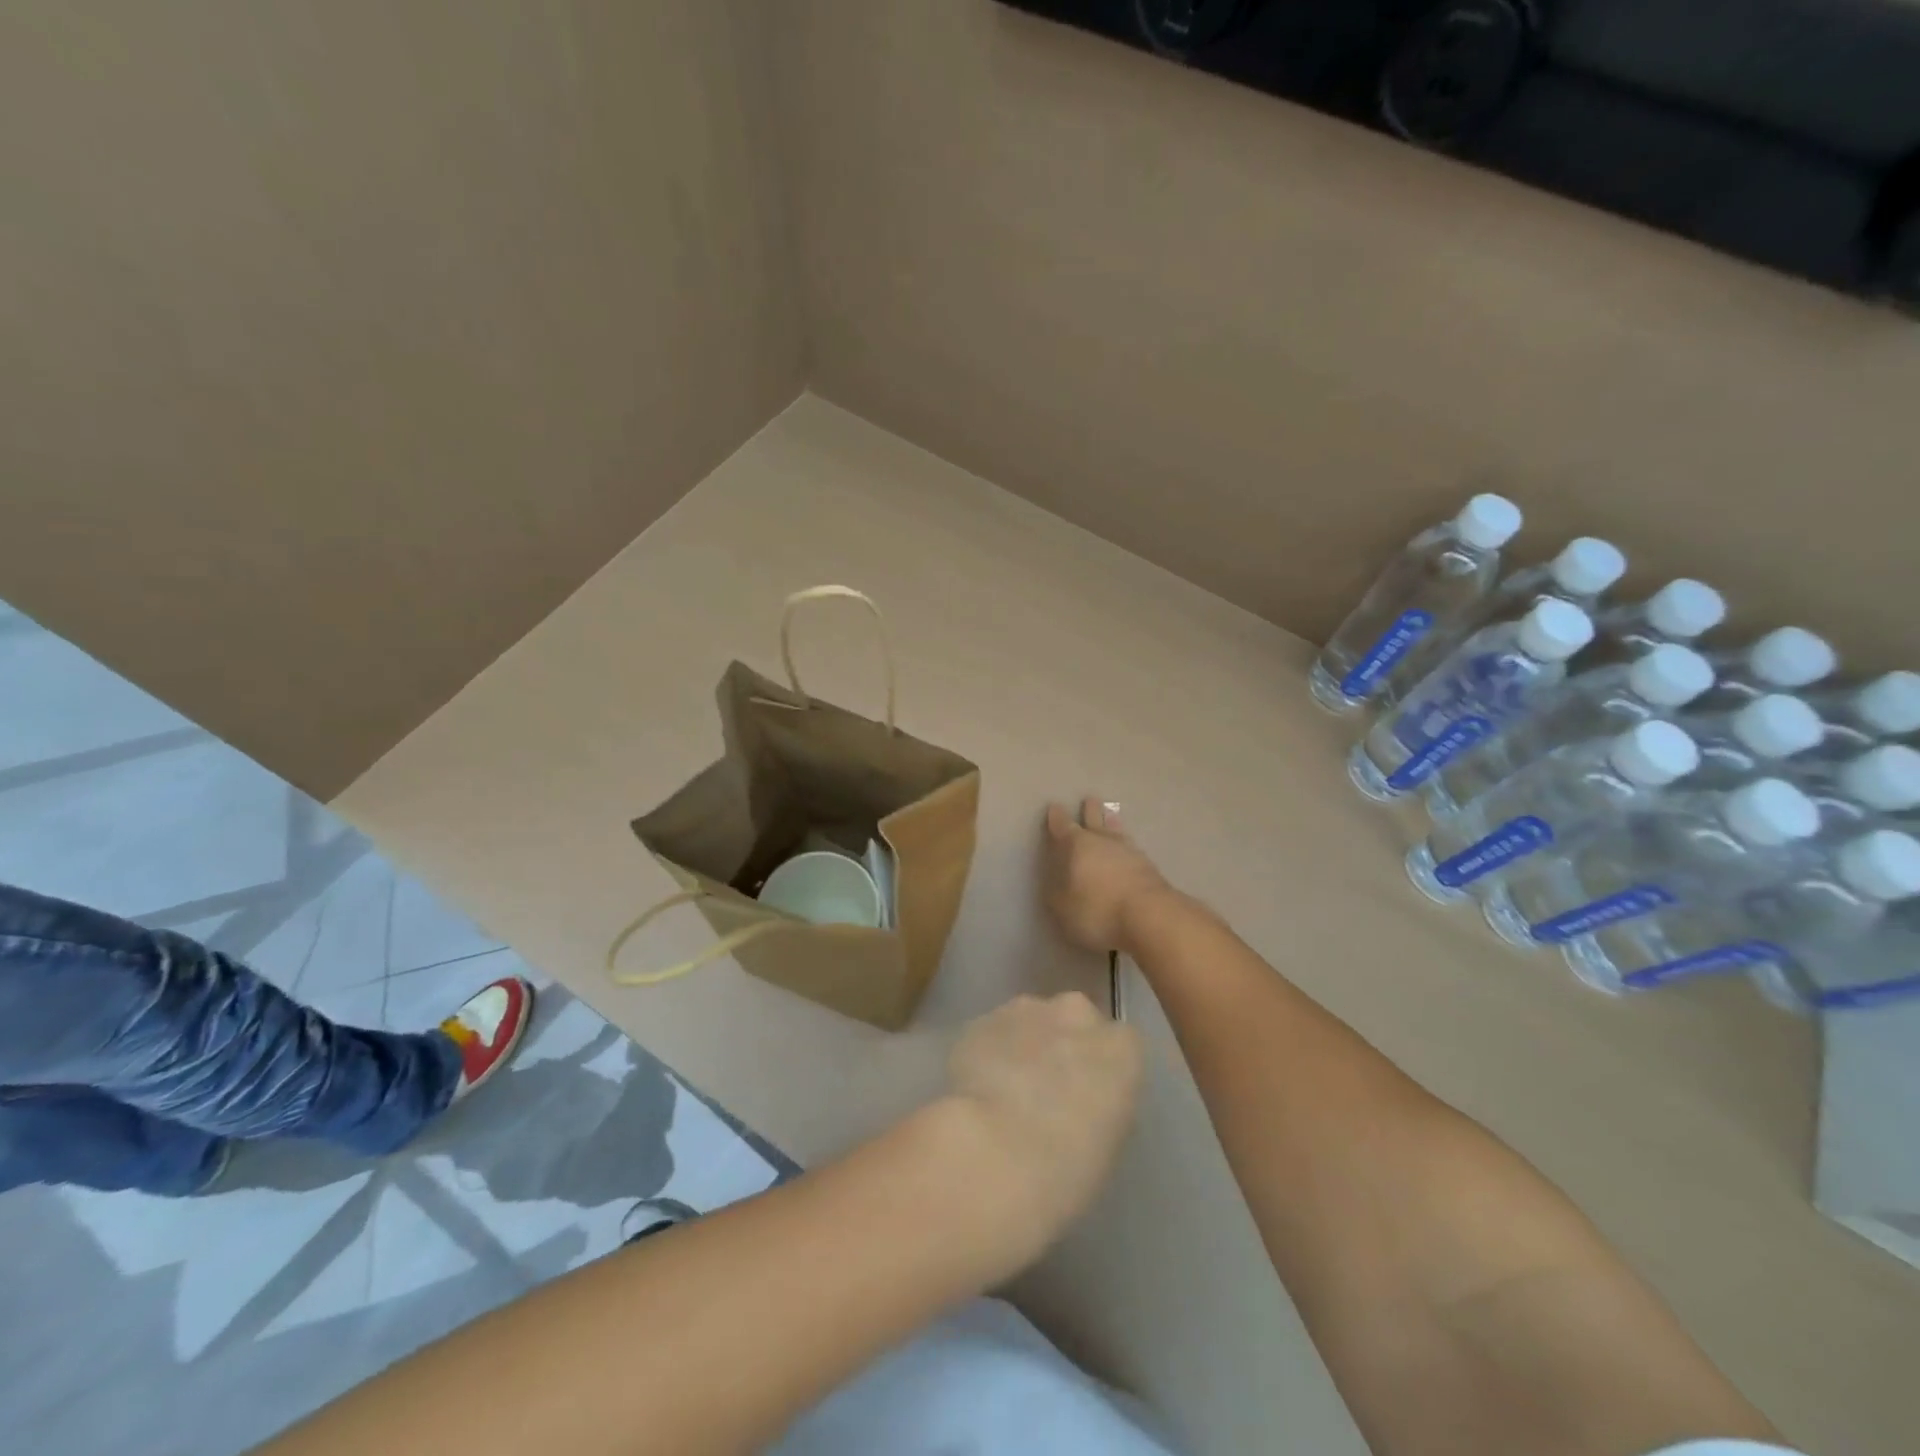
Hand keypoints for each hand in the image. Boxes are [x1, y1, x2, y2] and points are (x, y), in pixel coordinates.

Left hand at [942, 992, 1143, 1267]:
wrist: (990, 1153)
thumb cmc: (1064, 1170)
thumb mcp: (1107, 1145)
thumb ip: (1101, 1105)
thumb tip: (1082, 1102)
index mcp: (1120, 1049)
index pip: (1121, 1045)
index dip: (1102, 1071)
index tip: (1089, 1100)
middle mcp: (1076, 1015)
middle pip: (1075, 1020)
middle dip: (1063, 1046)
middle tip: (1047, 1091)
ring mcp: (1024, 1010)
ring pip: (1030, 1021)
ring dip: (1024, 1046)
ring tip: (1006, 1092)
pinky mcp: (981, 1020)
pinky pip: (993, 1033)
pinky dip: (989, 1053)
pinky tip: (978, 1090)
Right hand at [1042, 797, 1174, 953]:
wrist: (1151, 917)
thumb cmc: (1098, 910)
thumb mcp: (1063, 907)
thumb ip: (1057, 892)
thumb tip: (1056, 881)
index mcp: (1077, 845)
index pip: (1063, 826)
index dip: (1056, 817)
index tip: (1054, 806)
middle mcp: (1103, 841)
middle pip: (1095, 820)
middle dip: (1090, 811)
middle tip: (1090, 799)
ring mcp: (1129, 852)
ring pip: (1117, 831)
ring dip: (1112, 823)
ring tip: (1111, 815)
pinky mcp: (1150, 867)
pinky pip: (1132, 849)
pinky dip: (1127, 846)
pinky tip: (1128, 850)